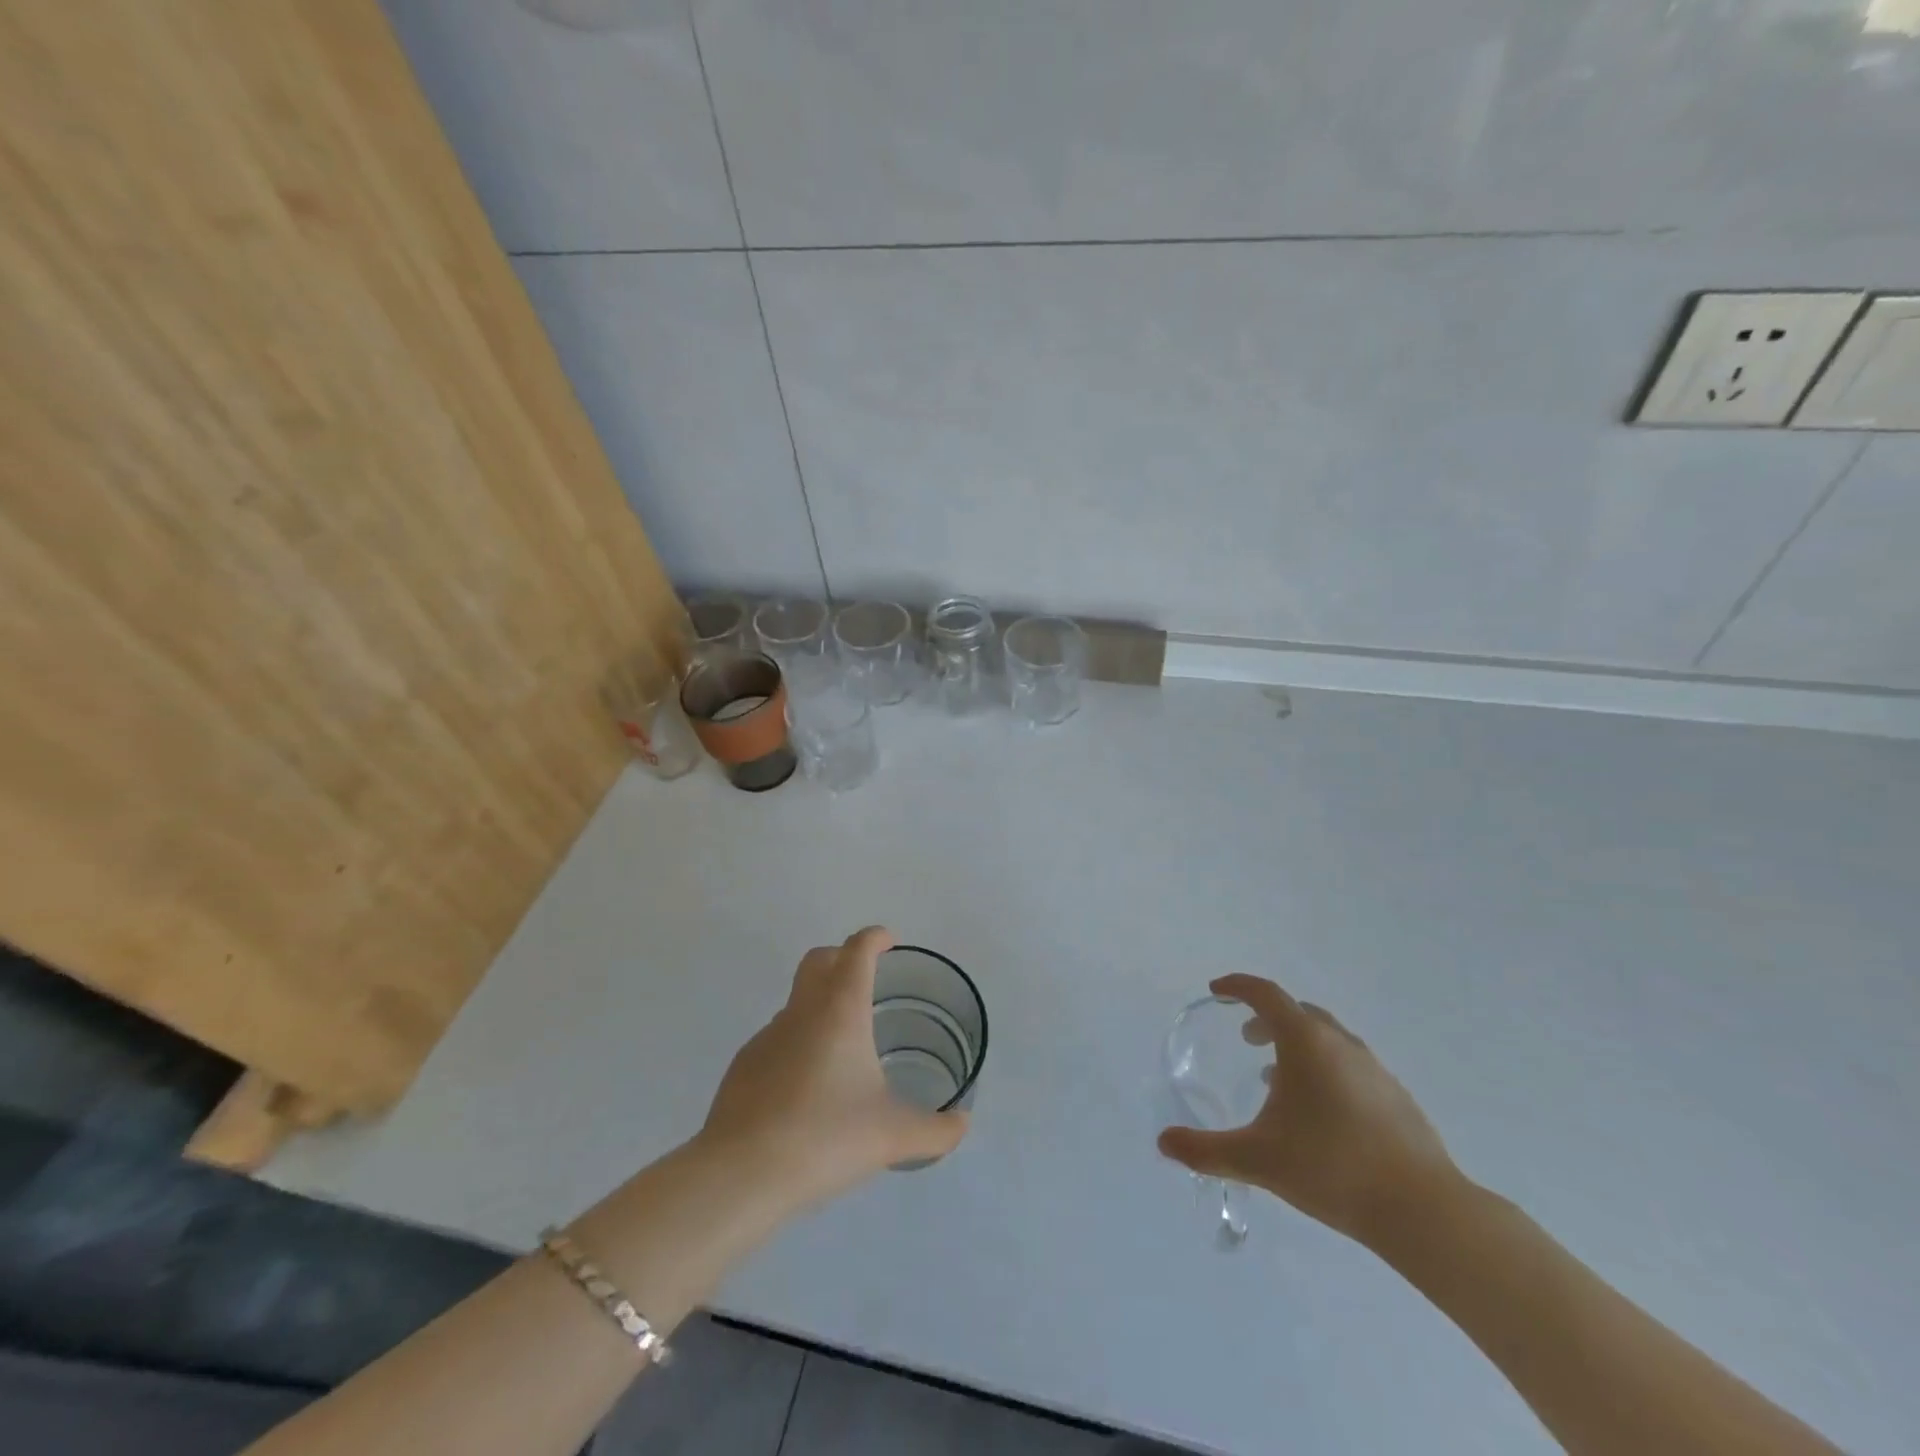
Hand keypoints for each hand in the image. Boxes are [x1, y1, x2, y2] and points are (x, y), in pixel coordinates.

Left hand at [699, 927, 967, 1213]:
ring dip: (819, 1007)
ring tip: (842, 1049)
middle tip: (865, 979)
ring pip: (796, 1003)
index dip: (874, 938)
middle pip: (818, 961)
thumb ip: (935, 1130)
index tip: (888, 942)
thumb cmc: (826, 1137)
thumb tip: (961, 1123)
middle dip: (842, 958)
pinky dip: (796, 1047)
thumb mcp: (893, 1136)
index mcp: (841, 1010)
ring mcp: (766, 1037)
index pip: (857, 951)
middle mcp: (802, 1012)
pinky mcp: (743, 1066)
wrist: (742, 1174)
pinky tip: (806, 1090)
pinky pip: (776, 1041)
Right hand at [1158, 975, 1457, 1248]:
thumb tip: (1164, 1143)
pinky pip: (1349, 1063)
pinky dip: (1324, 1068)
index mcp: (1305, 1042)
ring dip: (1297, 1044)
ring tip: (1278, 1078)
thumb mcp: (1257, 1160)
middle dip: (1267, 1017)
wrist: (1422, 1210)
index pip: (1265, 994)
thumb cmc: (1331, 1168)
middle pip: (1297, 1012)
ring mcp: (1373, 1068)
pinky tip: (1320, 1111)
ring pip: (1326, 1038)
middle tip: (1247, 1038)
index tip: (1217, 991)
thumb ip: (1205, 1151)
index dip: (1237, 986)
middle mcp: (1340, 1043)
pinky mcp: (1396, 1095)